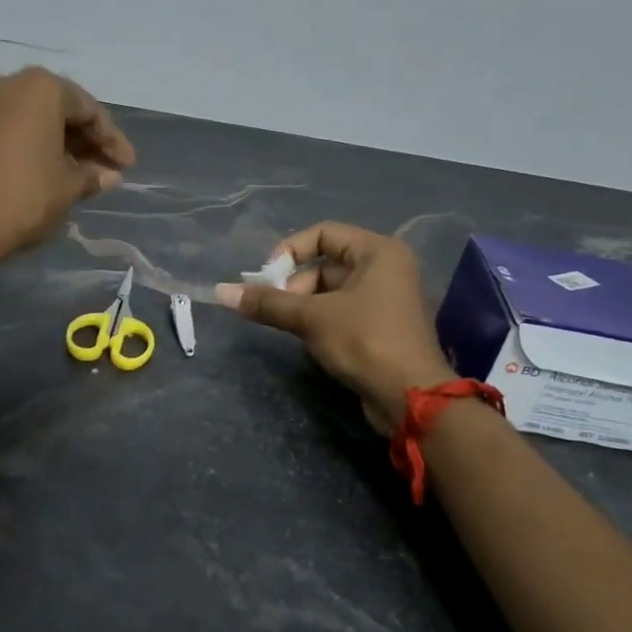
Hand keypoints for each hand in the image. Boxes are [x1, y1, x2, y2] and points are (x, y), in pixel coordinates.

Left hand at [0, 67, 135, 264]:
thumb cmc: (23, 197)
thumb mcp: (67, 187)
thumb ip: (92, 175)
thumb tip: (109, 175)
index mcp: (41, 87)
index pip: (89, 110)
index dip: (112, 140)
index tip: (127, 167)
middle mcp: (7, 83)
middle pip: (58, 109)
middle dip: (84, 141)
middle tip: (104, 171)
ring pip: (30, 119)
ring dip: (56, 144)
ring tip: (77, 176)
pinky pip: (7, 129)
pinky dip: (29, 146)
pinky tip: (42, 172)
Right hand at [217, 222, 452, 432]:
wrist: (410, 397)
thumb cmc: (365, 341)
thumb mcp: (311, 317)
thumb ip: (267, 302)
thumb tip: (221, 292)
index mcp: (379, 252)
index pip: (323, 233)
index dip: (290, 251)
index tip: (267, 278)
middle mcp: (386, 269)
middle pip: (325, 264)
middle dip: (294, 285)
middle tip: (277, 310)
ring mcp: (385, 299)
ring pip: (330, 291)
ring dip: (303, 306)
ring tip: (290, 327)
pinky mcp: (380, 327)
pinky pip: (341, 312)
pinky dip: (319, 321)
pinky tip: (308, 340)